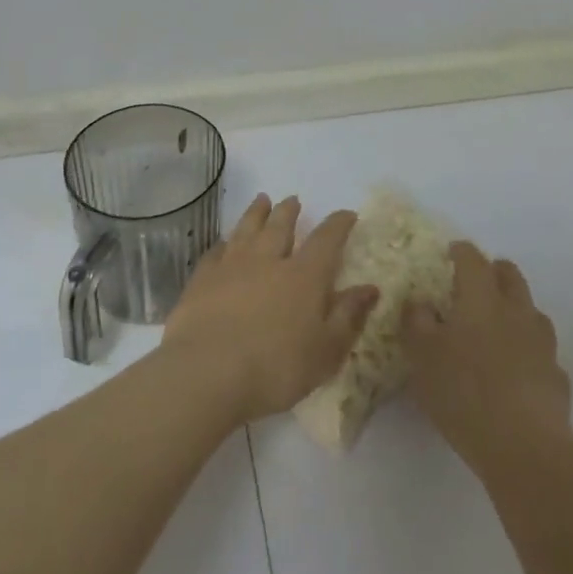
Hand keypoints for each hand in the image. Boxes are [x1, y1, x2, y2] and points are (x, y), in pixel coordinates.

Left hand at [163, 195, 379, 424]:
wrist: (207, 373)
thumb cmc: (276, 368)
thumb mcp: (326, 351)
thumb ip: (348, 316)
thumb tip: (371, 288)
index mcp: (304, 276)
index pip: (327, 240)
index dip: (339, 224)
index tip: (347, 214)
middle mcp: (268, 260)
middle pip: (280, 226)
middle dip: (289, 211)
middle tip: (292, 199)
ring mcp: (231, 267)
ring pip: (247, 230)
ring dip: (256, 213)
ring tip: (262, 200)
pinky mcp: (202, 280)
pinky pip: (215, 252)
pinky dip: (223, 243)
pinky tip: (223, 243)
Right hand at [402, 241, 571, 469]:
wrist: (524, 445)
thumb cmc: (464, 392)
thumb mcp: (422, 356)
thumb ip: (417, 322)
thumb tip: (419, 301)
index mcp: (481, 299)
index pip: (472, 260)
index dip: (460, 252)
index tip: (451, 252)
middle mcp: (516, 310)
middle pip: (510, 275)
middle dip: (493, 270)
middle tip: (476, 281)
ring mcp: (542, 342)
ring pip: (531, 310)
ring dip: (514, 308)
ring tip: (497, 325)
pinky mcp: (556, 375)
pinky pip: (541, 350)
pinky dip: (528, 349)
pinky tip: (516, 369)